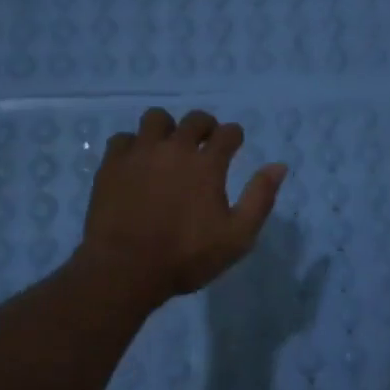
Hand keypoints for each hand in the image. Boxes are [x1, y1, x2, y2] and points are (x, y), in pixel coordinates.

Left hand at [77, 107, 287, 306]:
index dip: (234, 136)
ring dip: (167, 129)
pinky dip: (133, 145)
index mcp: (207, 165)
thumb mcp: (237, 237)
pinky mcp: (111, 164)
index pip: (227, 133)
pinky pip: (123, 138)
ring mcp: (140, 153)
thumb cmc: (186, 258)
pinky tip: (136, 162)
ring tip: (167, 147)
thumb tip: (278, 166)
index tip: (234, 144)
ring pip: (155, 119)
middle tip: (204, 143)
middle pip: (194, 119)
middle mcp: (175, 149)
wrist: (125, 269)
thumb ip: (260, 198)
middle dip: (205, 126)